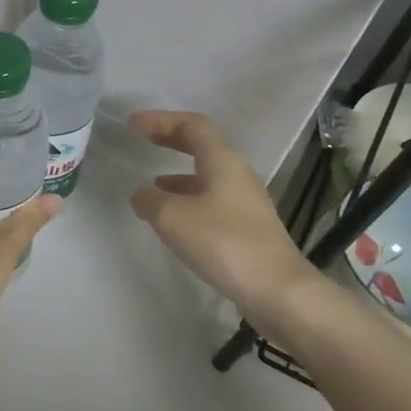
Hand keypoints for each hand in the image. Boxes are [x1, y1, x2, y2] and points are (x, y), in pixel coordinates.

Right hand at [128, 110, 319, 321]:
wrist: (277, 290)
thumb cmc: (223, 243)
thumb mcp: (172, 217)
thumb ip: (149, 199)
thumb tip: (142, 194)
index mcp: (223, 161)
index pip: (192, 125)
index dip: (161, 120)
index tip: (133, 123)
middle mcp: (238, 175)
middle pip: (203, 146)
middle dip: (171, 140)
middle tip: (144, 139)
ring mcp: (246, 202)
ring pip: (208, 175)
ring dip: (178, 174)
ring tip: (152, 186)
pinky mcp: (247, 228)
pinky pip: (212, 200)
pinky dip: (188, 199)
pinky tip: (174, 220)